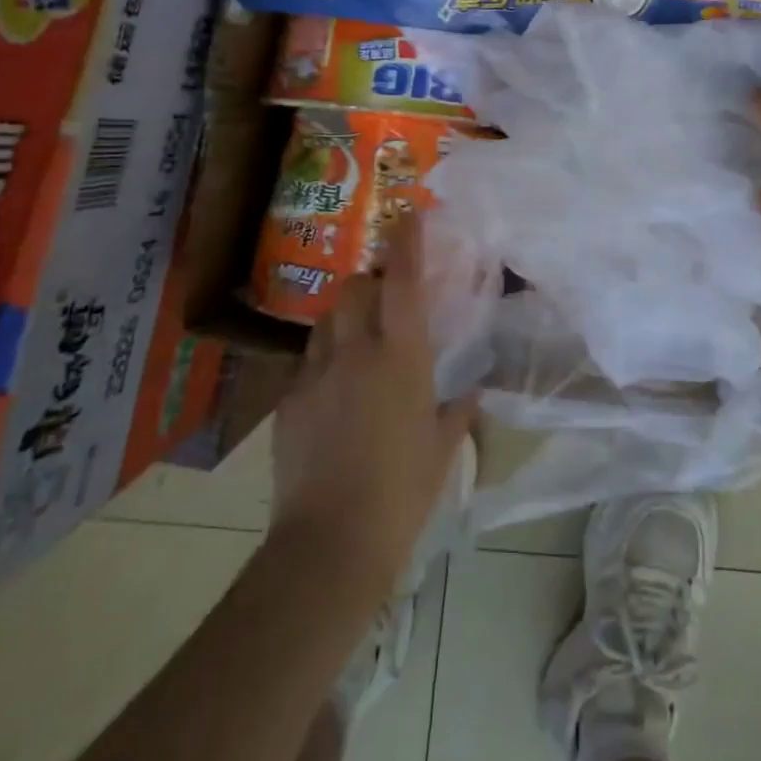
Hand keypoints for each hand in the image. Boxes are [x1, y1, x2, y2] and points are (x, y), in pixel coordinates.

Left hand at [270, 215, 478, 595]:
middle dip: (368, 282)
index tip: (408, 216)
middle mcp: (354, 354)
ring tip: (358, 342)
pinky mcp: (288, 404)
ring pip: (324, 323)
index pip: (402, 284)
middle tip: (384, 297)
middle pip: (352, 290)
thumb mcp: (442, 449)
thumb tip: (472, 392)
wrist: (330, 544)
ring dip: (344, 319)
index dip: (406, 245)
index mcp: (401, 359)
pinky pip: (307, 365)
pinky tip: (335, 394)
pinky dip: (324, 363)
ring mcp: (314, 377)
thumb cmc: (402, 492)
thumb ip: (458, 412)